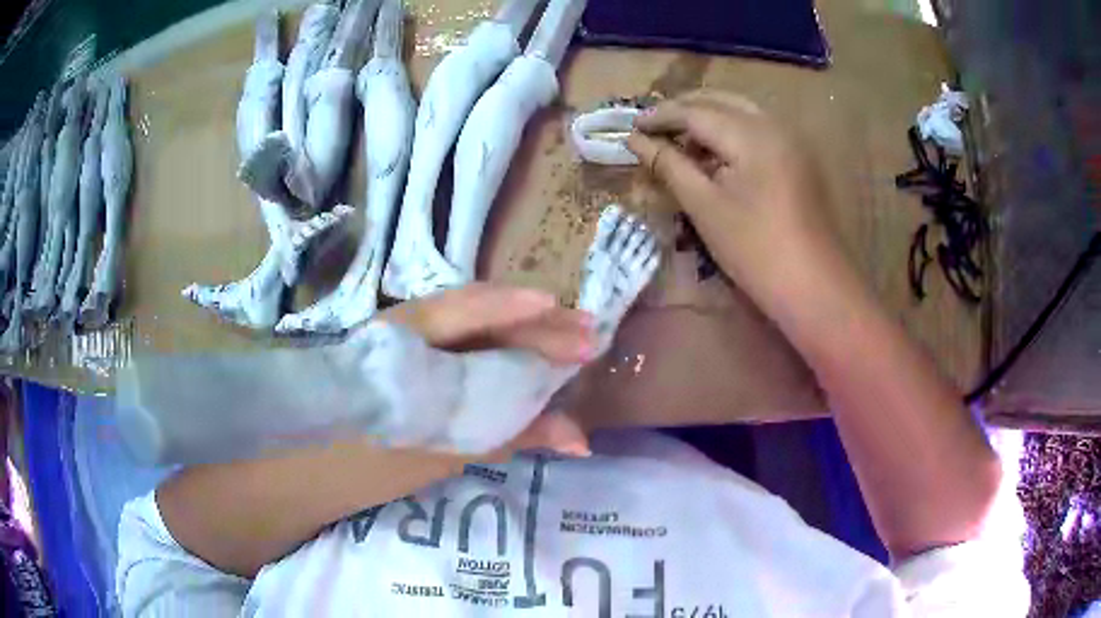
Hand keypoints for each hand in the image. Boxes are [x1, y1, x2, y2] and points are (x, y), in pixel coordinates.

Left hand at [378, 283, 594, 457]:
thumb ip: (512, 433)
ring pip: (476, 315)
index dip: (532, 318)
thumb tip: (581, 438)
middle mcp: (412, 319)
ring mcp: (411, 328)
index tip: (581, 331)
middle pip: (485, 308)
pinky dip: (499, 338)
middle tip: (591, 333)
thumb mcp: (447, 448)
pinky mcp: (413, 344)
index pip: (479, 311)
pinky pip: (464, 331)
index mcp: (410, 338)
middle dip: (540, 321)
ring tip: (567, 335)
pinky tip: (521, 347)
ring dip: (523, 326)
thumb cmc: (375, 456)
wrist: (319, 459)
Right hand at [627, 91, 838, 304]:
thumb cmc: (755, 250)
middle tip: (653, 127)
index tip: (631, 127)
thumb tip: (635, 140)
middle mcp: (774, 124)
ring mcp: (792, 140)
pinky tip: (716, 154)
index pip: (695, 111)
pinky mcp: (800, 158)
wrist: (815, 288)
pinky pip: (758, 128)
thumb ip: (668, 165)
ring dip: (708, 118)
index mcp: (751, 134)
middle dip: (684, 109)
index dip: (660, 116)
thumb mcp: (704, 206)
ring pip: (741, 111)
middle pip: (720, 101)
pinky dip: (731, 131)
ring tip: (680, 141)